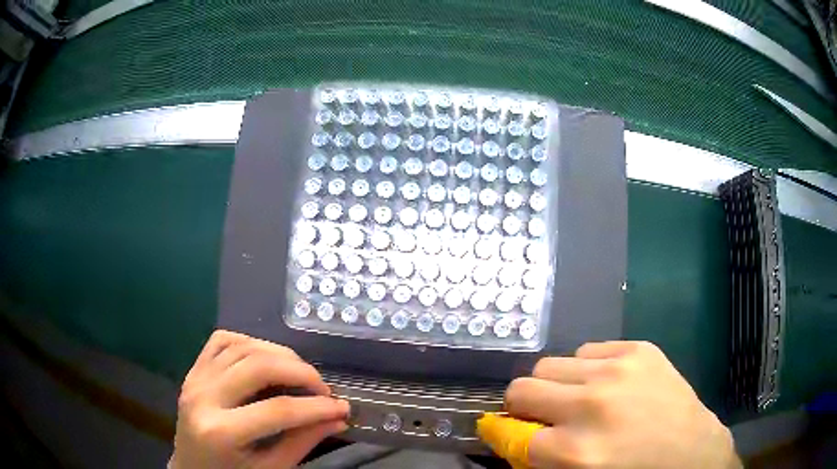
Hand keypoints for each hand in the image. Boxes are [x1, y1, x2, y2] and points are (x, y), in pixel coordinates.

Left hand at [171, 330, 349, 468]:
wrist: (191, 468)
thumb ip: (302, 442)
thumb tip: (337, 419)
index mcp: (220, 431)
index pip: (277, 410)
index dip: (316, 407)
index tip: (342, 407)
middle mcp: (203, 397)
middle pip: (257, 366)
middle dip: (299, 371)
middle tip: (322, 388)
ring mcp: (194, 378)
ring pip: (241, 346)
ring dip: (278, 354)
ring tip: (300, 373)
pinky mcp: (193, 370)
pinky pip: (222, 340)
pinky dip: (249, 342)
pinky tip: (266, 358)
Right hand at [503, 341, 739, 468]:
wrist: (693, 452)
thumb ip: (540, 460)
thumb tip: (510, 435)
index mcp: (575, 451)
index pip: (509, 434)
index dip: (503, 435)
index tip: (507, 433)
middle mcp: (592, 405)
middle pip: (521, 388)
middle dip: (523, 406)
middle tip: (543, 416)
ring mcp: (619, 370)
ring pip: (551, 364)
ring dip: (557, 385)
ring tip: (581, 399)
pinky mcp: (639, 349)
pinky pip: (588, 350)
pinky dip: (587, 368)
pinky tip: (609, 384)